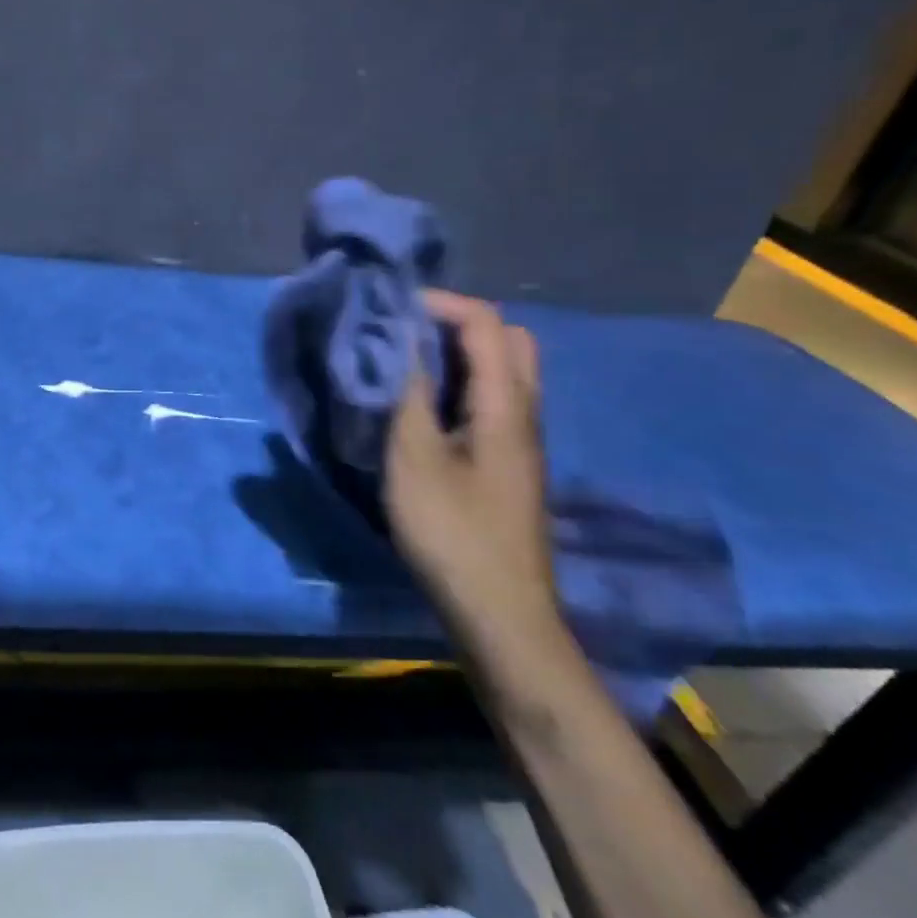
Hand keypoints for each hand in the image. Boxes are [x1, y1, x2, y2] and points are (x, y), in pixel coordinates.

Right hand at [383, 291, 559, 639]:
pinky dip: (460, 383)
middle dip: (459, 321)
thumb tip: (400, 343)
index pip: (487, 324)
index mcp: (507, 406)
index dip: (441, 303)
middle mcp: (525, 414)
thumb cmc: (452, 532)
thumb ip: (407, 395)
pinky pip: (492, 400)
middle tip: (407, 331)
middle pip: (510, 340)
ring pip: (504, 371)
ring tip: (406, 362)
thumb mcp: (414, 459)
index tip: (391, 307)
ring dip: (459, 353)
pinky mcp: (508, 464)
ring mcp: (521, 441)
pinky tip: (423, 406)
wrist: (500, 614)